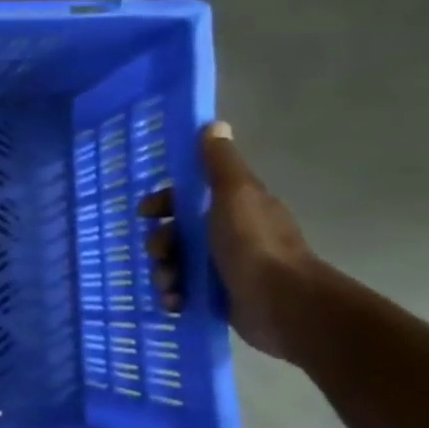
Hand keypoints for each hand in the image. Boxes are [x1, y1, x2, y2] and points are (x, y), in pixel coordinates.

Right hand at [139, 122, 321, 360]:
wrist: (282, 303)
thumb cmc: (254, 244)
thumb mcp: (235, 194)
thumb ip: (220, 163)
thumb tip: (214, 124)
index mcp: (233, 207)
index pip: (188, 198)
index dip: (164, 203)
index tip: (146, 213)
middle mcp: (228, 234)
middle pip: (177, 233)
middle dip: (160, 243)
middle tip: (159, 255)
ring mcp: (223, 268)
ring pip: (176, 263)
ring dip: (164, 273)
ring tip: (169, 285)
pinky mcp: (218, 297)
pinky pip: (183, 292)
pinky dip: (174, 296)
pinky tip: (175, 302)